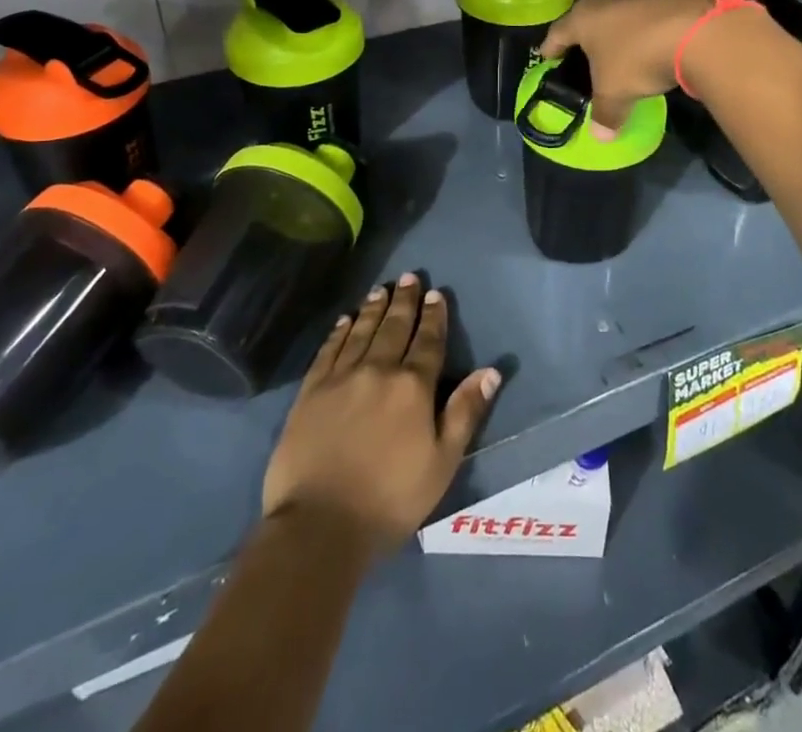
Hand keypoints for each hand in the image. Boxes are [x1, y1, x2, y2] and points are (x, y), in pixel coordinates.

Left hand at [263, 273, 500, 557]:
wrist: (319, 525)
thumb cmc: (390, 500)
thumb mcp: (442, 463)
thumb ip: (465, 412)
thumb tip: (490, 371)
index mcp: (413, 386)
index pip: (428, 342)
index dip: (433, 316)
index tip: (435, 293)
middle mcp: (378, 370)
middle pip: (394, 328)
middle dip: (404, 301)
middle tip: (408, 276)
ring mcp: (341, 377)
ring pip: (362, 331)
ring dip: (374, 309)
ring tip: (380, 289)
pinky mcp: (311, 391)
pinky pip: (329, 350)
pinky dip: (339, 331)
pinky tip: (345, 320)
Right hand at [539, 0, 710, 131]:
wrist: (695, 32)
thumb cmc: (637, 59)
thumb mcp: (615, 93)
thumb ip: (604, 114)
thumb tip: (600, 138)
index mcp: (583, 18)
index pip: (558, 32)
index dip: (551, 47)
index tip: (546, 58)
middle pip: (587, 18)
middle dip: (583, 38)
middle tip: (581, 56)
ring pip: (617, 15)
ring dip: (615, 33)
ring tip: (616, 52)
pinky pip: (644, 17)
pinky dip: (641, 32)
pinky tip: (648, 46)